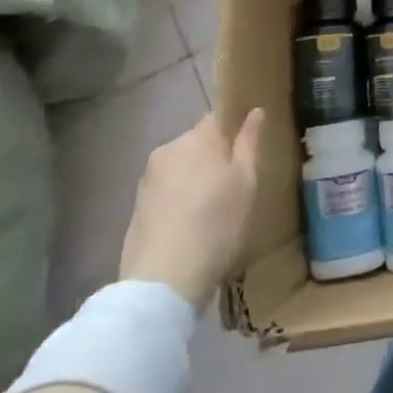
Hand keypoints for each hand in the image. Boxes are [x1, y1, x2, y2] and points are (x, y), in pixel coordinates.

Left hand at [120, 108, 264, 311]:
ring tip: (216, 207)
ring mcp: (148, 179)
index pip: (219, 116)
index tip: (250, 143)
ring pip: (183, 167)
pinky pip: (168, 189)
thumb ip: (249, 142)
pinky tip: (193, 223)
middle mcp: (168, 150)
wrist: (163, 281)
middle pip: (199, 142)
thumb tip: (254, 111)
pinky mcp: (137, 206)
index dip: (236, 126)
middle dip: (216, 155)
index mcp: (196, 138)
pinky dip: (182, 198)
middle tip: (237, 182)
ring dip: (198, 178)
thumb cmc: (215, 224)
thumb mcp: (246, 182)